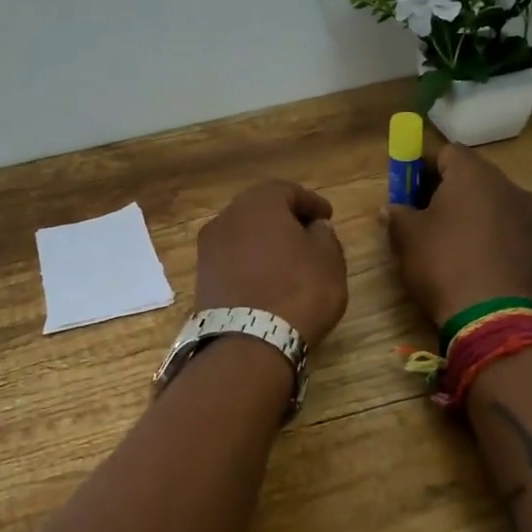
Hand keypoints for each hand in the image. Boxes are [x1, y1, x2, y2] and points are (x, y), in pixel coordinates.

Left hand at [194, 180, 348, 348]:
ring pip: (242, 234)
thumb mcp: (328, 261)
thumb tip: (315, 228)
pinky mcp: (202, 276)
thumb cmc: (298, 290)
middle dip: (284, 218)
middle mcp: (227, 217)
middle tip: (308, 233)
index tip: (327, 216)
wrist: (248, 341)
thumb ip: (325, 237)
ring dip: (264, 241)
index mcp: (258, 202)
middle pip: (259, 209)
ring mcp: (209, 247)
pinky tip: (267, 278)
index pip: (287, 190)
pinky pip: (232, 258)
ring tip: (289, 259)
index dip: (311, 202)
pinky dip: (250, 261)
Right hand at [383, 143, 531, 326]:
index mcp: (474, 174)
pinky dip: (487, 233)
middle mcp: (507, 185)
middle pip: (471, 174)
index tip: (405, 189)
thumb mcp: (407, 238)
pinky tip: (470, 259)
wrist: (498, 319)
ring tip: (446, 240)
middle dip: (445, 188)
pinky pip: (505, 225)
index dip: (421, 166)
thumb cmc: (444, 265)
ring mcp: (529, 215)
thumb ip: (397, 214)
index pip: (445, 151)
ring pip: (490, 200)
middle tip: (421, 213)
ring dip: (468, 211)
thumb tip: (392, 208)